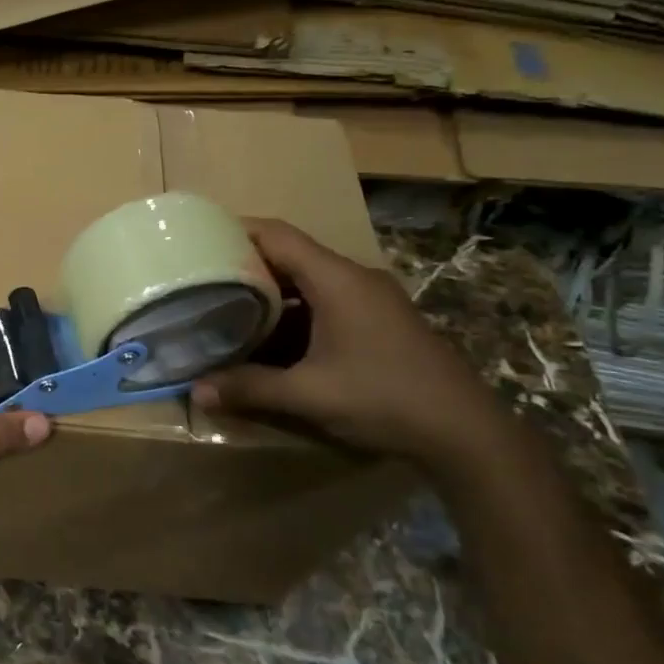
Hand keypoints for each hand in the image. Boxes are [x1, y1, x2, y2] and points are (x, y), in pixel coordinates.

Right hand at [191, 220, 510, 466]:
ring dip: (270, 293)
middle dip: (246, 266)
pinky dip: (294, 313)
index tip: (198, 240)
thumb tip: (196, 391)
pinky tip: (271, 340)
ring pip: (308, 281)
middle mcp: (354, 278)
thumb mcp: (309, 394)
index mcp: (336, 279)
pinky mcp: (379, 321)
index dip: (236, 231)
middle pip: (290, 255)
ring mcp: (370, 300)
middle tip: (202, 280)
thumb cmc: (384, 398)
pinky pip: (325, 302)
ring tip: (228, 309)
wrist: (467, 432)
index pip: (277, 235)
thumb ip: (250, 388)